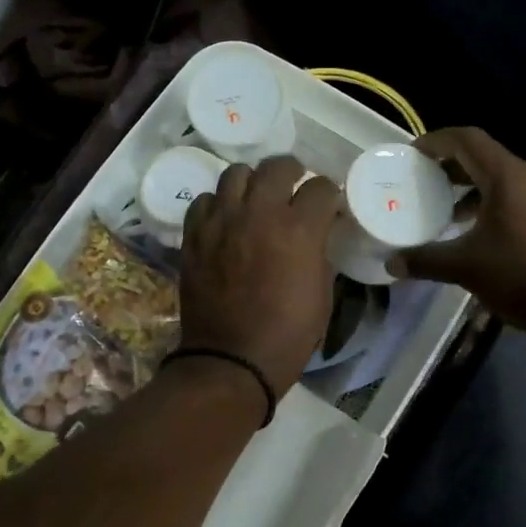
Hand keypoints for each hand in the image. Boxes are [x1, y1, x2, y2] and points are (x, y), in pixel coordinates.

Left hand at [179, 157, 343, 396]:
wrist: (232, 360)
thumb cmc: (288, 334)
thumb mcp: (322, 293)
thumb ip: (320, 252)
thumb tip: (318, 233)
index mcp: (299, 229)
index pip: (322, 187)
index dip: (330, 195)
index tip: (328, 206)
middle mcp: (259, 213)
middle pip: (278, 166)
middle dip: (293, 173)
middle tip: (294, 189)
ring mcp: (222, 221)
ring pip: (236, 173)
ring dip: (252, 182)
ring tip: (256, 199)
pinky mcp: (195, 235)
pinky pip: (204, 200)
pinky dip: (218, 204)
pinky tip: (225, 220)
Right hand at [393, 127, 525, 335]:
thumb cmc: (523, 276)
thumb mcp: (467, 268)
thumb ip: (426, 261)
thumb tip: (391, 264)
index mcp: (510, 178)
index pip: (468, 140)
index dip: (437, 141)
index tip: (413, 155)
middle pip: (488, 159)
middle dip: (454, 168)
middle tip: (426, 184)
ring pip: (508, 181)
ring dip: (477, 191)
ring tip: (452, 216)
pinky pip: (525, 201)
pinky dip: (499, 206)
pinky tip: (487, 237)